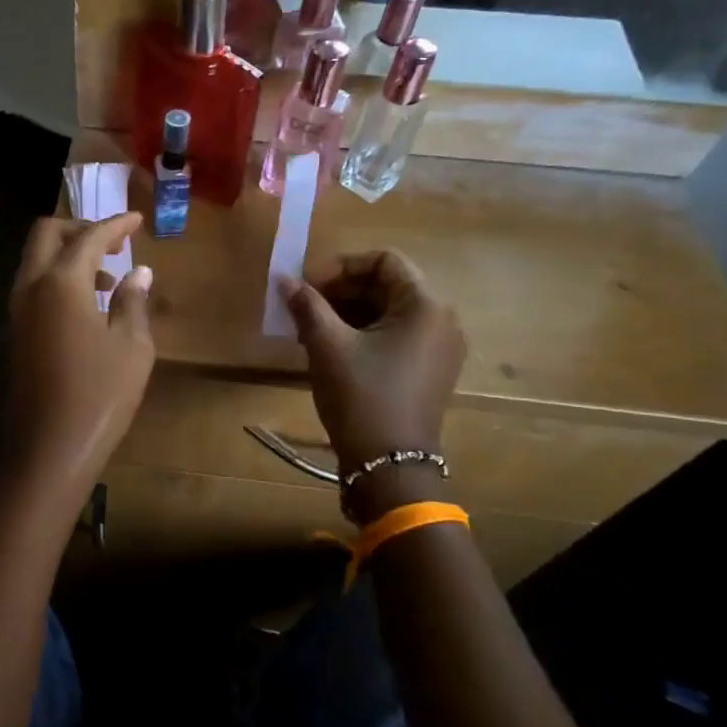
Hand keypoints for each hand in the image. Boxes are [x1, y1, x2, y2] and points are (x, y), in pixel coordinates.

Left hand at [2, 214, 155, 493]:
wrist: (48, 448)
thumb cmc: (99, 395)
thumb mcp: (131, 347)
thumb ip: (133, 302)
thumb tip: (139, 273)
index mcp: (61, 283)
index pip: (88, 236)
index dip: (115, 225)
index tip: (137, 220)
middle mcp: (31, 287)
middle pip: (47, 235)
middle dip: (79, 229)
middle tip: (114, 242)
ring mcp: (17, 311)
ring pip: (36, 261)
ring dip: (68, 256)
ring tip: (108, 278)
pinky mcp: (16, 333)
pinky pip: (34, 287)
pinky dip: (58, 280)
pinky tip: (88, 306)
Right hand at [279, 250, 464, 470]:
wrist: (389, 465)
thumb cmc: (361, 396)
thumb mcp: (327, 346)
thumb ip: (307, 305)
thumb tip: (284, 280)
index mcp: (425, 306)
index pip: (384, 261)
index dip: (341, 266)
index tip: (308, 286)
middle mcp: (441, 320)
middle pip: (388, 285)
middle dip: (341, 290)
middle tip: (304, 307)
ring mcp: (439, 348)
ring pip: (389, 312)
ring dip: (348, 312)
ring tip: (311, 329)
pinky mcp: (430, 370)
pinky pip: (395, 335)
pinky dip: (364, 333)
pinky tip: (332, 349)